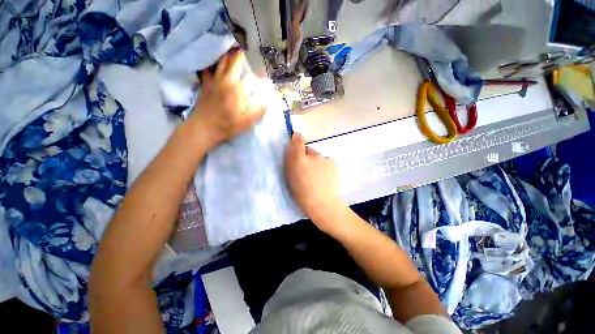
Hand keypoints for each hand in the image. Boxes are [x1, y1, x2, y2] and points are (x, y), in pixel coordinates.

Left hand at [189, 49, 265, 150]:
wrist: (205, 128)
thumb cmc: (229, 125)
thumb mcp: (249, 120)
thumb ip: (260, 108)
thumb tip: (268, 97)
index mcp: (239, 88)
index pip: (251, 73)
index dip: (258, 68)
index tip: (263, 67)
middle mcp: (226, 79)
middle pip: (234, 60)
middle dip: (242, 54)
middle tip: (248, 51)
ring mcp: (214, 80)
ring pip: (221, 61)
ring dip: (229, 54)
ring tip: (234, 51)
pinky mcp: (205, 83)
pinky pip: (208, 68)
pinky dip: (213, 63)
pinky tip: (216, 63)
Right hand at [284, 133, 345, 226]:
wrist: (323, 204)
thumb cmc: (302, 193)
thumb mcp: (290, 177)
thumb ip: (290, 160)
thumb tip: (292, 148)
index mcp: (299, 159)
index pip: (298, 140)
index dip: (296, 139)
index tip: (295, 140)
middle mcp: (313, 155)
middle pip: (308, 150)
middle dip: (306, 156)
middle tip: (307, 169)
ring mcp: (325, 158)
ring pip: (318, 157)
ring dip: (316, 162)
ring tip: (317, 176)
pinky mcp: (333, 163)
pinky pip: (326, 161)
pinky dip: (324, 166)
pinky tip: (325, 177)